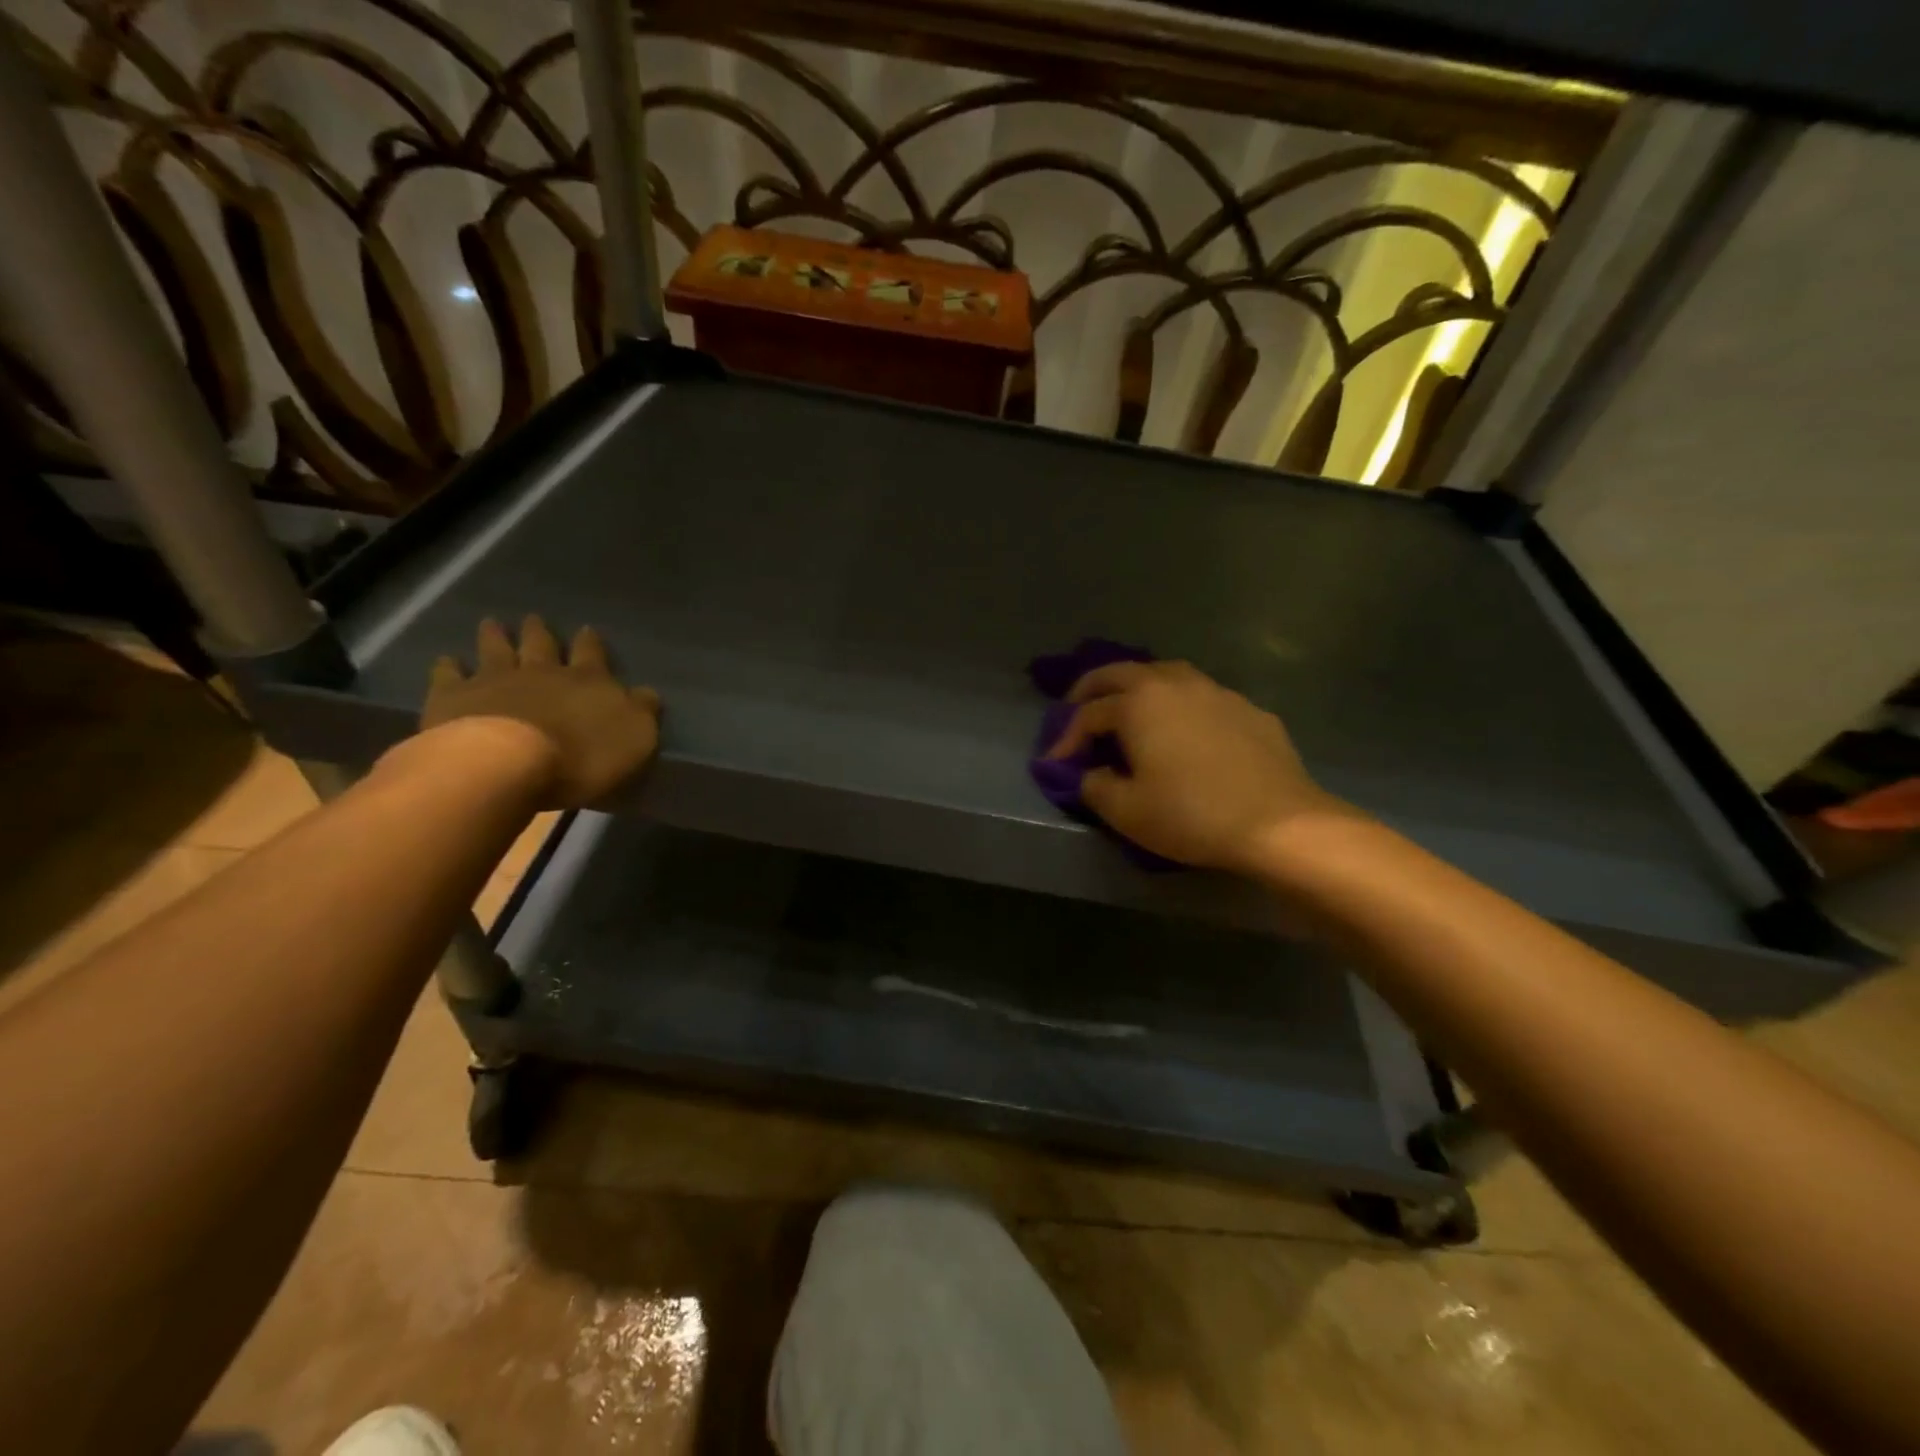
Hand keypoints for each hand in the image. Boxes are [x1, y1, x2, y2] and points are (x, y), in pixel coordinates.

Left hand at [419, 616, 660, 808]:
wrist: (508, 763)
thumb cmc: (582, 755)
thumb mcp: (636, 738)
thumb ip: (641, 712)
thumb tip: (647, 694)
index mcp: (588, 680)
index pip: (593, 654)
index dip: (591, 643)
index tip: (587, 630)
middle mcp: (542, 671)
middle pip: (541, 645)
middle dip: (539, 632)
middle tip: (534, 618)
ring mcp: (495, 680)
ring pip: (496, 651)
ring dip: (495, 637)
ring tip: (491, 623)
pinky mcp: (454, 697)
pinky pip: (450, 675)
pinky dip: (448, 666)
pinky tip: (446, 660)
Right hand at [1048, 660, 1347, 870]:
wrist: (1279, 823)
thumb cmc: (1191, 815)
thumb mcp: (1127, 811)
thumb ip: (1094, 787)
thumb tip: (1090, 774)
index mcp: (1137, 703)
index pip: (1087, 714)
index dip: (1065, 739)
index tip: (1054, 764)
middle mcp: (1173, 683)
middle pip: (1120, 673)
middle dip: (1091, 690)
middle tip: (1076, 710)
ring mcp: (1215, 691)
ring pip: (1164, 674)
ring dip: (1137, 688)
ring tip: (1129, 710)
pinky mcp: (1247, 708)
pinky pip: (1201, 697)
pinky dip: (1179, 706)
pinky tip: (1185, 730)